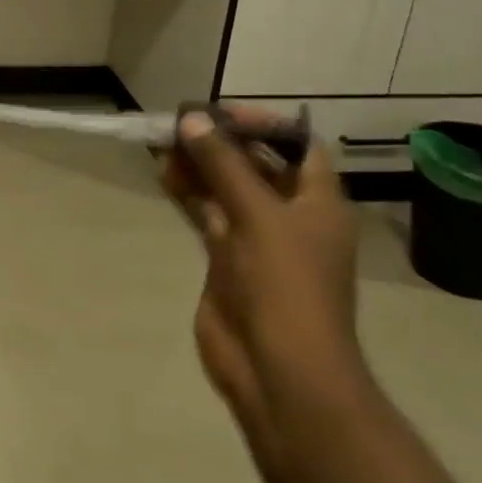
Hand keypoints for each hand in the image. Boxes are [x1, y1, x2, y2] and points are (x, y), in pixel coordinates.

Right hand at [162, 106, 368, 459]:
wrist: (278, 370)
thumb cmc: (285, 285)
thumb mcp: (258, 216)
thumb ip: (223, 165)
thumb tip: (192, 119)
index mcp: (318, 203)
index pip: (298, 147)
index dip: (265, 124)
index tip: (221, 112)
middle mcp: (290, 216)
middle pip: (255, 165)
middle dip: (220, 143)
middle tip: (180, 123)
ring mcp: (257, 239)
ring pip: (226, 188)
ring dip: (199, 166)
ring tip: (163, 144)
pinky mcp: (227, 259)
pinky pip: (207, 213)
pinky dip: (188, 193)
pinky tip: (164, 174)